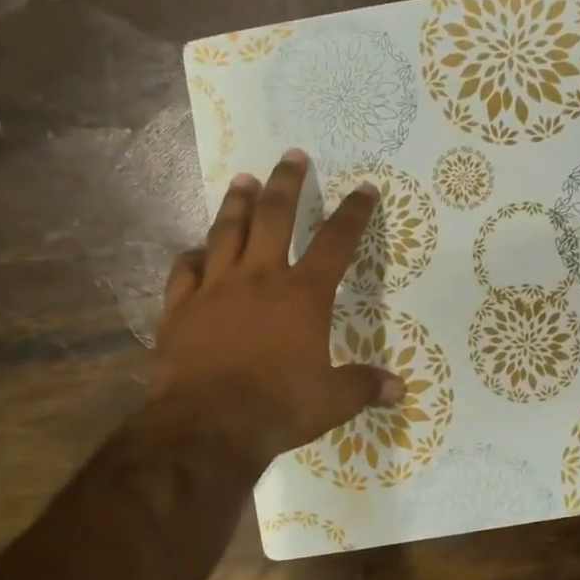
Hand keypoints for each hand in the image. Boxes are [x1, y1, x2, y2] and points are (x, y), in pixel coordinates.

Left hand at [151, 150, 403, 470]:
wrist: (208, 424)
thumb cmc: (278, 406)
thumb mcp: (333, 401)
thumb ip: (364, 387)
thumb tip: (398, 389)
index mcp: (302, 295)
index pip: (336, 242)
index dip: (354, 213)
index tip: (365, 189)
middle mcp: (260, 278)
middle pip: (275, 216)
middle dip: (288, 183)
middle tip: (292, 155)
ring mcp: (215, 288)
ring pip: (227, 231)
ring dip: (237, 203)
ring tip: (244, 179)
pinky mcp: (180, 307)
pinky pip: (185, 270)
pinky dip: (192, 255)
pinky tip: (196, 249)